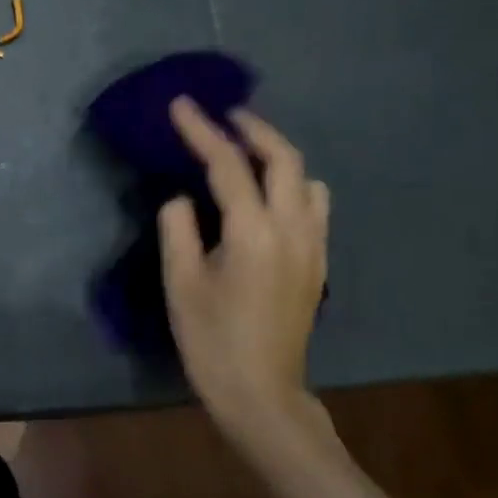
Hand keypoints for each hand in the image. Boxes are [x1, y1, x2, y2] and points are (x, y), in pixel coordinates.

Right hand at [160, 97, 332, 436]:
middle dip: (254, 129)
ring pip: (307, 179)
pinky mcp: (318, 263)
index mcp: (253, 233)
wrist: (261, 393)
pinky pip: (314, 206)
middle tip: (226, 115)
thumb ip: (178, 228)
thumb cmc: (212, 341)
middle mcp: (293, 229)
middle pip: (284, 158)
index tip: (182, 104)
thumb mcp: (180, 284)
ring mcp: (313, 246)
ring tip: (249, 153)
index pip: (228, 164)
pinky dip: (292, 185)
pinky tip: (268, 198)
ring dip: (279, 156)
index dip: (202, 130)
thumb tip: (183, 199)